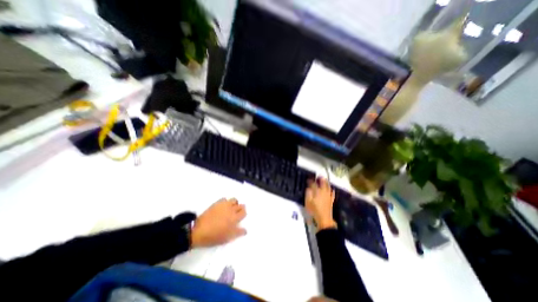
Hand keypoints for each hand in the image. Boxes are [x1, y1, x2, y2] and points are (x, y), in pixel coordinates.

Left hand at [189, 198, 245, 247]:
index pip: (244, 212)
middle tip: (236, 214)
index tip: (240, 218)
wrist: (198, 231)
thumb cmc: (214, 236)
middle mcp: (231, 209)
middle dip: (240, 209)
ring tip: (230, 209)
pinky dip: (226, 202)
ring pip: (234, 200)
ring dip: (234, 204)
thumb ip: (238, 233)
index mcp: (234, 218)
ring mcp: (224, 205)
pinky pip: (225, 199)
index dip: (243, 214)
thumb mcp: (227, 238)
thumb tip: (246, 230)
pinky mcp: (217, 203)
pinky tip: (223, 207)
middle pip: (241, 205)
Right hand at [307, 176, 334, 229]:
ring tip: (324, 180)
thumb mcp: (308, 202)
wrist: (324, 219)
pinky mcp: (331, 200)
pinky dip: (331, 190)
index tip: (308, 179)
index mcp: (317, 192)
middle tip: (319, 176)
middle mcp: (323, 192)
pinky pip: (332, 193)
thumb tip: (309, 188)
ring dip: (326, 182)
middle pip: (323, 183)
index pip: (313, 184)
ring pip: (328, 187)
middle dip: (321, 179)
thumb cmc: (314, 210)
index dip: (311, 181)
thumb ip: (308, 193)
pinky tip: (331, 189)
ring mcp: (328, 196)